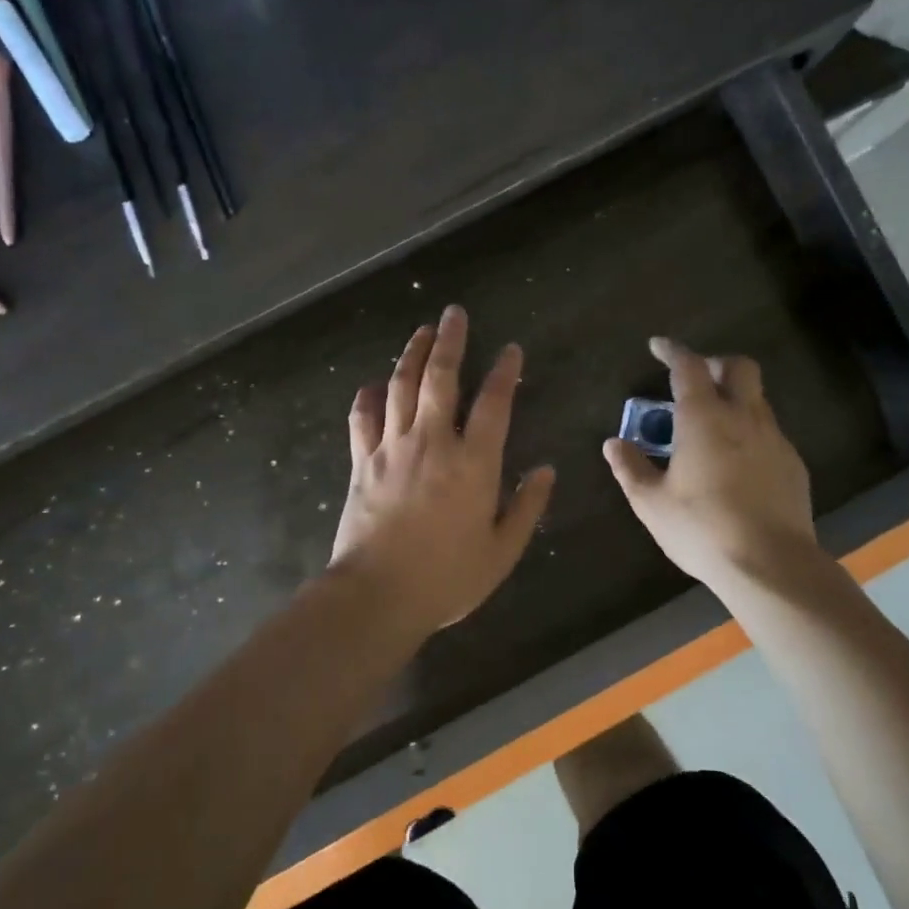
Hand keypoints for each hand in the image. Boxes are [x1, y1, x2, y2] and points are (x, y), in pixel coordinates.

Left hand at [331, 306, 555, 642]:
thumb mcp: (502, 551)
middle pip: (440, 378)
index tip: (510, 350)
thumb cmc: (447, 578)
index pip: (493, 403)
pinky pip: (362, 419)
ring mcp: (392, 449)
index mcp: (473, 463)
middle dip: (449, 342)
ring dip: (411, 356)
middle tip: (454, 314)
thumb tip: (545, 470)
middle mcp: (432, 443)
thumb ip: (527, 507)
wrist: (377, 595)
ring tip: (421, 332)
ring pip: (400, 388)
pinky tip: (372, 385)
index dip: (504, 372)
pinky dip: (367, 398)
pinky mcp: (363, 463)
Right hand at [603, 338, 819, 588]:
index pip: (689, 366)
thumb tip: (613, 444)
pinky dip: (749, 432)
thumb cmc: (702, 528)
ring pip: (757, 399)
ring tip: (711, 428)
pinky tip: (736, 463)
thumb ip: (631, 468)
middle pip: (739, 367)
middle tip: (695, 381)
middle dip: (716, 363)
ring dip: (734, 399)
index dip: (673, 350)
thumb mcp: (652, 503)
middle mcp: (744, 417)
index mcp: (704, 418)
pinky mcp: (793, 464)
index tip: (658, 345)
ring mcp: (774, 439)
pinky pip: (769, 433)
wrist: (771, 564)